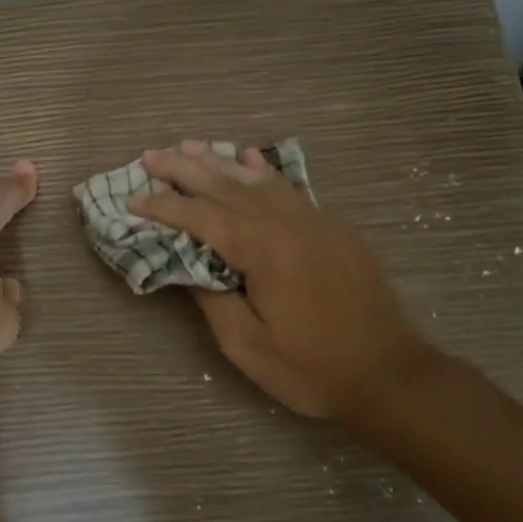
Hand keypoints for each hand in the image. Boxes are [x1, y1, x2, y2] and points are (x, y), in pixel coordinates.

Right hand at [126, 141, 431, 420]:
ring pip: (258, 179)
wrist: (390, 375)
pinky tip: (249, 157)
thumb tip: (187, 264)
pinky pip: (289, 188)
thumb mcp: (247, 346)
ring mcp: (315, 221)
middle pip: (227, 185)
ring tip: (189, 145)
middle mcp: (288, 223)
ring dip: (220, 161)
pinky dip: (263, 170)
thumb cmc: (312, 369)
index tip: (132, 198)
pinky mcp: (332, 229)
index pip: (201, 216)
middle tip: (151, 155)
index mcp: (264, 250)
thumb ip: (211, 298)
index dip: (163, 207)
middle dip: (185, 168)